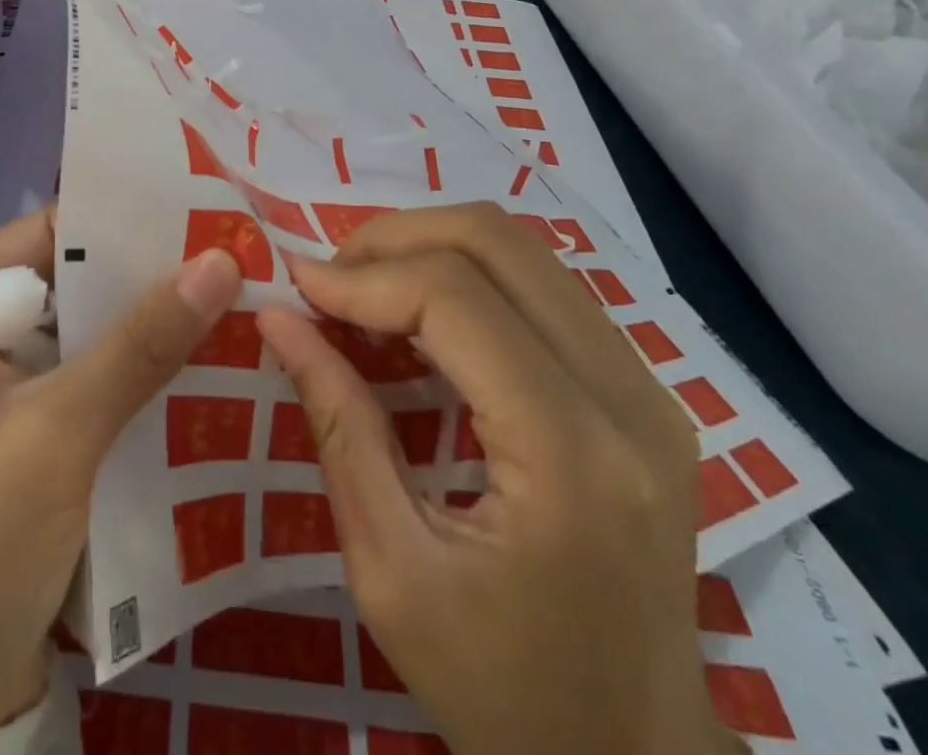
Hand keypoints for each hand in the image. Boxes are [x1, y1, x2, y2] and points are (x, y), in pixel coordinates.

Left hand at [0, 210, 241, 736]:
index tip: (200, 209)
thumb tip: (222, 258)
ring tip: (233, 298)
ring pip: (83, 338)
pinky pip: (84, 385)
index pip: (44, 236)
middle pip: (68, 286)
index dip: (122, 222)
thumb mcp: (59, 430)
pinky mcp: (17, 438)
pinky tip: (200, 366)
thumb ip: (142, 342)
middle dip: (143, 279)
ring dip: (146, 331)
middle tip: (231, 253)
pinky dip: (133, 379)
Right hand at [258, 203, 738, 754]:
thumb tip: (277, 318)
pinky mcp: (643, 389)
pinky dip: (467, 276)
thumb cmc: (504, 690)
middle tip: (330, 277)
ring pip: (524, 249)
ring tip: (365, 288)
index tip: (295, 283)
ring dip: (430, 248)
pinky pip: (542, 286)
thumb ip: (337, 426)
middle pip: (500, 242)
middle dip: (396, 237)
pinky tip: (419, 315)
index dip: (363, 276)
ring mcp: (650, 388)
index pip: (456, 299)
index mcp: (572, 457)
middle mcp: (629, 400)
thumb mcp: (391, 571)